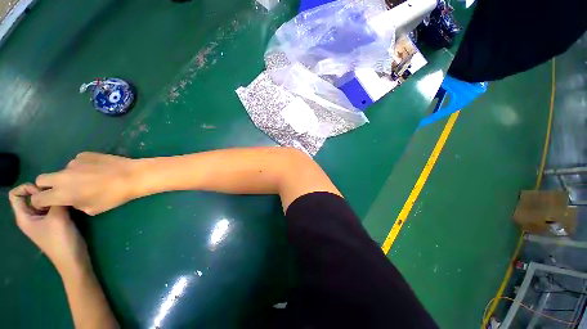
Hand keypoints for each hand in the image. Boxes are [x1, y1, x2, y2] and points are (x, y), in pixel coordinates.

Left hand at [9, 184, 88, 272]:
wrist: (72, 259)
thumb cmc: (60, 240)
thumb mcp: (58, 218)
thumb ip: (56, 201)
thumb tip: (59, 189)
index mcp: (24, 217)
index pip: (16, 194)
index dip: (27, 188)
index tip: (44, 192)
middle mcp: (29, 217)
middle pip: (30, 197)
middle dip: (43, 193)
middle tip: (58, 196)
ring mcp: (41, 221)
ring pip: (42, 202)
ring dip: (53, 199)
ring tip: (66, 201)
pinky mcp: (52, 222)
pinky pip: (51, 208)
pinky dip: (58, 204)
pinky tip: (69, 207)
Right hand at [31, 152, 136, 215]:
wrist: (132, 176)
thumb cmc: (113, 196)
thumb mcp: (92, 209)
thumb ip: (75, 204)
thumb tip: (71, 199)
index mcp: (62, 193)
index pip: (38, 198)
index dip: (39, 201)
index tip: (46, 202)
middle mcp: (62, 176)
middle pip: (41, 179)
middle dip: (46, 185)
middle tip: (61, 189)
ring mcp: (73, 162)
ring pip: (62, 170)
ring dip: (68, 176)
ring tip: (89, 179)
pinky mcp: (85, 154)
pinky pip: (77, 162)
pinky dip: (82, 167)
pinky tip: (97, 170)